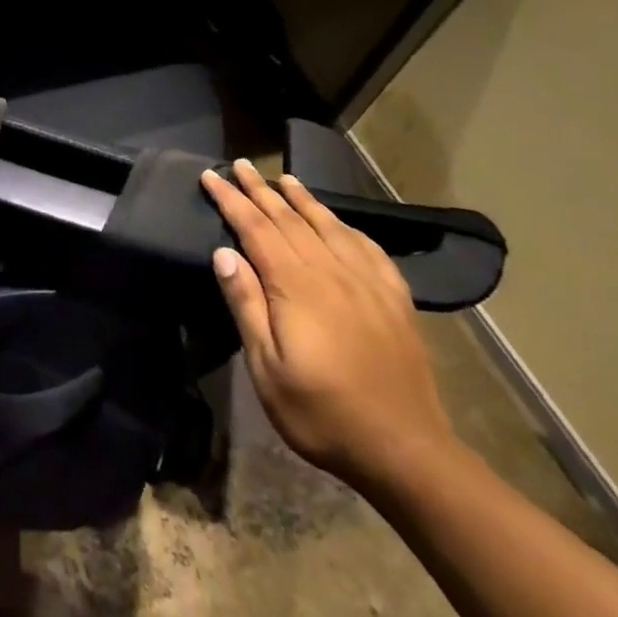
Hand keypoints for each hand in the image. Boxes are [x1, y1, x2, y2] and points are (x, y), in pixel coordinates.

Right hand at [202, 160, 457, 490]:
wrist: (407, 451)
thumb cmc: (323, 413)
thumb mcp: (267, 369)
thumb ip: (247, 305)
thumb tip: (224, 253)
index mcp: (296, 286)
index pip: (255, 229)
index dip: (231, 200)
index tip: (211, 176)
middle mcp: (331, 272)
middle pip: (289, 219)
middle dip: (260, 190)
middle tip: (240, 165)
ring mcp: (368, 283)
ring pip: (328, 226)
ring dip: (302, 199)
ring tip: (284, 178)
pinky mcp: (395, 299)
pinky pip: (367, 247)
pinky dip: (346, 226)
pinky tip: (339, 221)